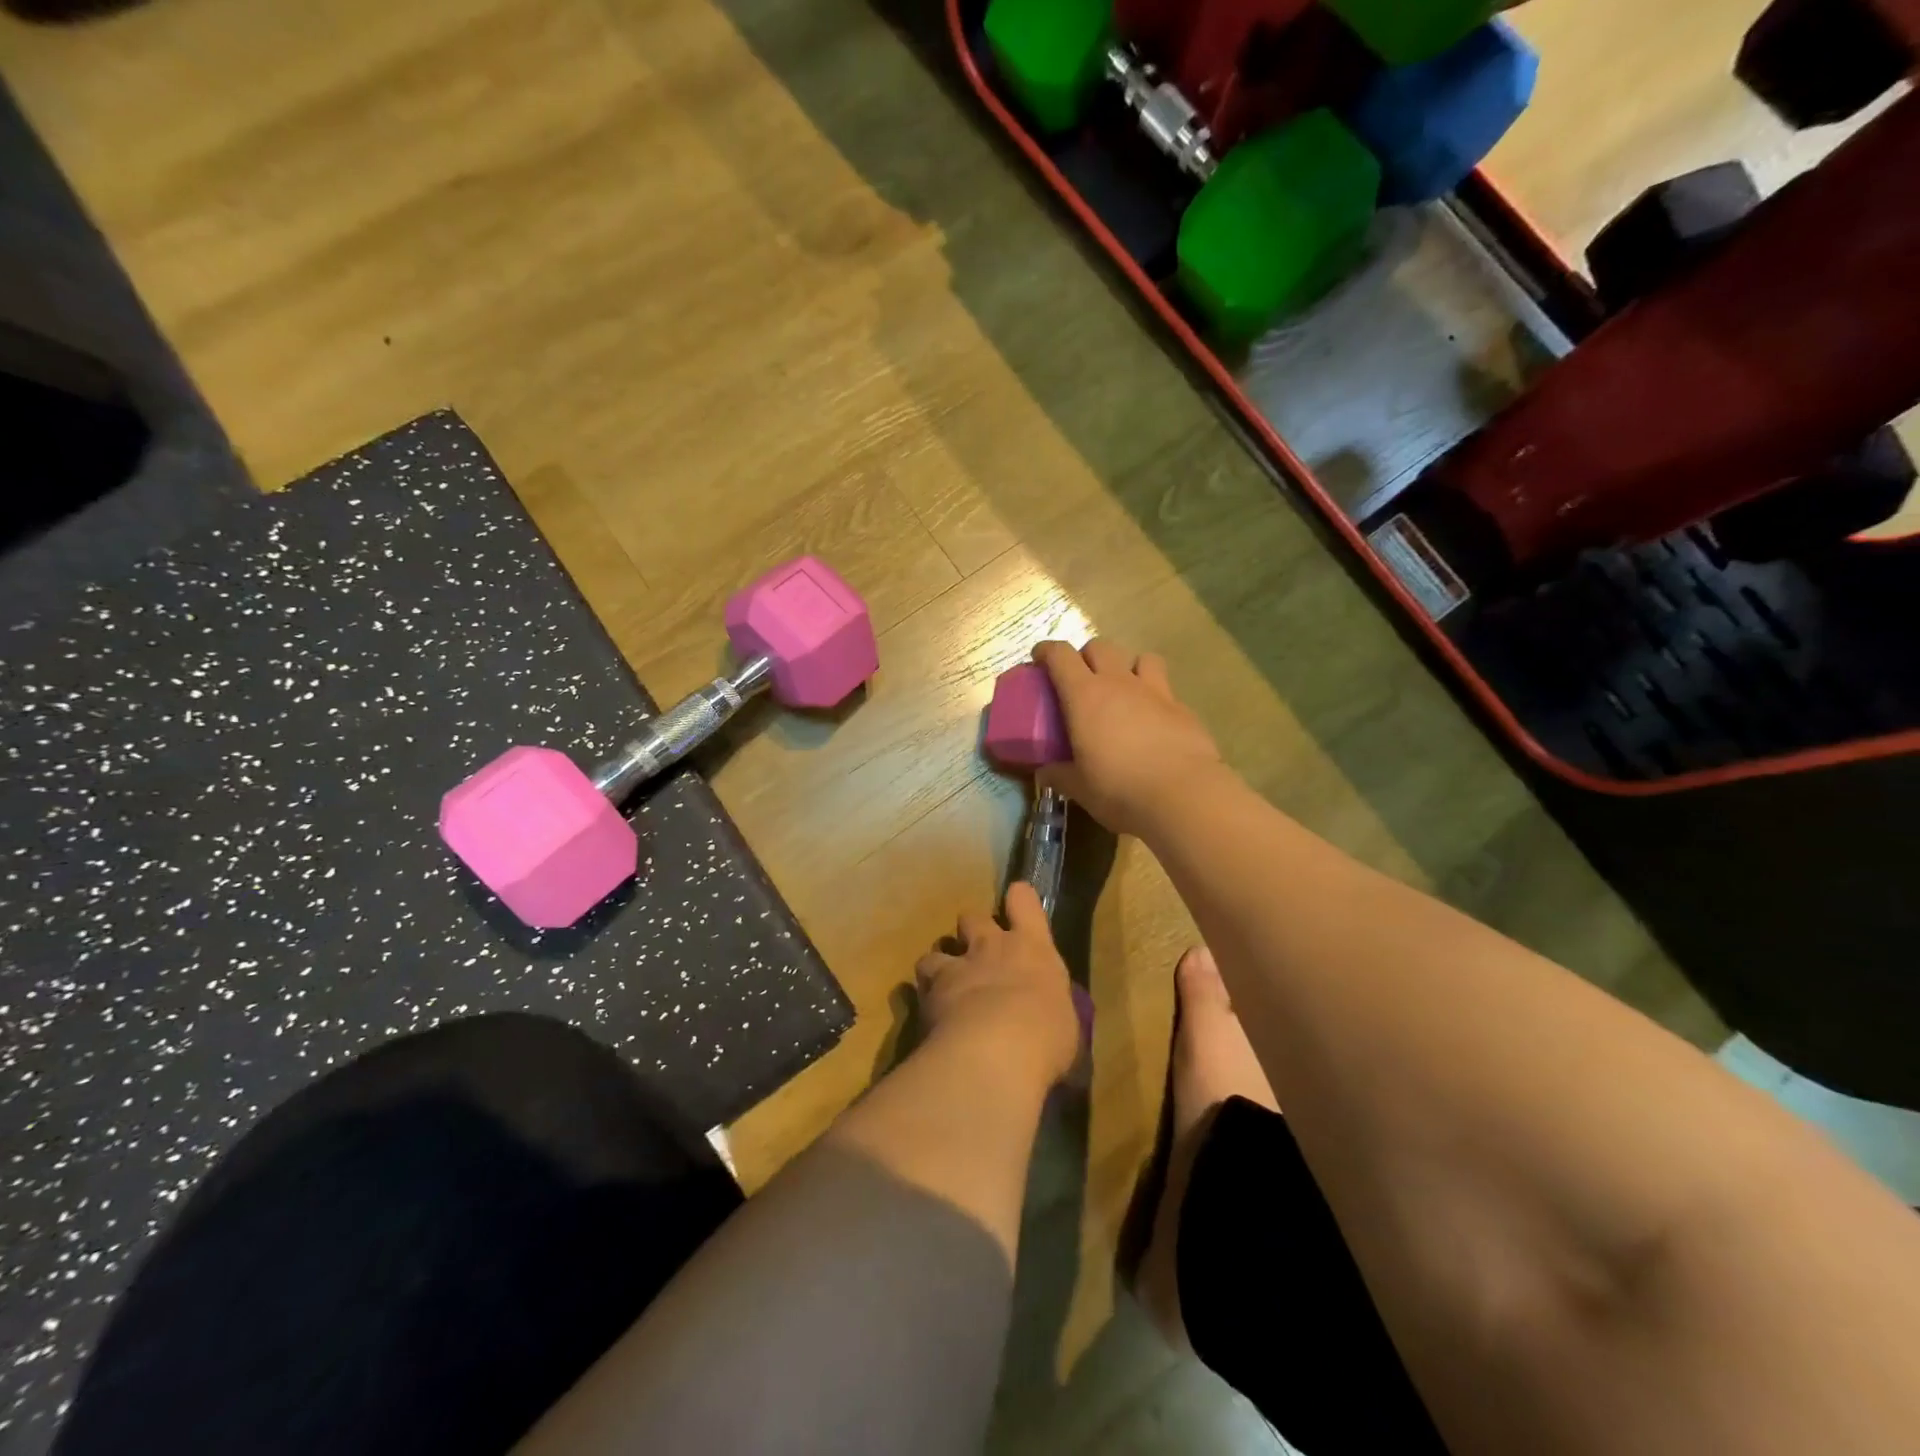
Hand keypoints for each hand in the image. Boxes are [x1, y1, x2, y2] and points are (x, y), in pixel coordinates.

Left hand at [915, 883, 1080, 1087]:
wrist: (993, 1053)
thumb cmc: (1045, 1038)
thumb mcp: (1064, 1023)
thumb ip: (1050, 1010)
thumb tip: (1047, 1019)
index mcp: (1031, 949)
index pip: (1024, 901)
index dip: (1019, 899)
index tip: (1018, 902)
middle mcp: (991, 947)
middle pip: (973, 918)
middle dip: (972, 930)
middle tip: (978, 953)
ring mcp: (957, 966)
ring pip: (939, 948)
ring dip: (941, 962)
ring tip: (944, 983)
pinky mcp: (928, 990)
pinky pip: (919, 982)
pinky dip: (922, 992)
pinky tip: (927, 1010)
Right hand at [1032, 639, 1221, 836]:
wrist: (1183, 796)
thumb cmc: (1119, 788)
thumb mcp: (1079, 787)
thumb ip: (1059, 775)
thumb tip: (1044, 773)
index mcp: (1085, 696)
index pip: (1061, 655)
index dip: (1047, 651)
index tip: (1039, 658)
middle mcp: (1119, 683)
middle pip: (1100, 647)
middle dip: (1086, 656)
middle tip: (1080, 678)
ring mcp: (1156, 692)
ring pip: (1141, 657)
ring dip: (1128, 666)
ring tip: (1124, 689)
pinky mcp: (1183, 709)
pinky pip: (1165, 689)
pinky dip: (1155, 697)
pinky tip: (1154, 721)